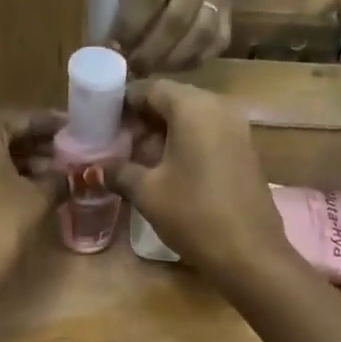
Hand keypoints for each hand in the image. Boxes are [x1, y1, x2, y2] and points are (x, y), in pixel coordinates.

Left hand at [0, 111, 63, 300]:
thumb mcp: (37, 198)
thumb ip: (60, 178)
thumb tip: (77, 173)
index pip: (23, 118)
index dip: (55, 125)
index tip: (81, 130)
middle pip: (6, 135)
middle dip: (41, 146)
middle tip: (75, 155)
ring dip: (27, 164)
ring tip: (62, 175)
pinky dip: (8, 179)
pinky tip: (36, 191)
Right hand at [111, 80, 294, 287]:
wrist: (249, 253)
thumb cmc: (194, 215)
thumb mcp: (148, 193)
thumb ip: (118, 172)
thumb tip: (91, 169)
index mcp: (193, 107)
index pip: (152, 88)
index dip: (124, 103)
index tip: (103, 121)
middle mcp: (219, 107)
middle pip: (173, 101)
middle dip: (143, 121)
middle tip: (116, 145)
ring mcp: (237, 129)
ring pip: (191, 120)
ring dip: (163, 136)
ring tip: (137, 162)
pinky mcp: (244, 152)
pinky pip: (207, 137)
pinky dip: (185, 146)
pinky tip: (167, 173)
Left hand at [114, 0, 232, 72]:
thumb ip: (130, 0)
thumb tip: (113, 45)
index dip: (131, 25)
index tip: (114, 47)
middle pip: (176, 19)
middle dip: (149, 50)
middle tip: (131, 68)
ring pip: (198, 37)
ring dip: (169, 61)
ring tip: (149, 71)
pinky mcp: (231, 18)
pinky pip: (211, 49)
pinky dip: (188, 63)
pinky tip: (170, 67)